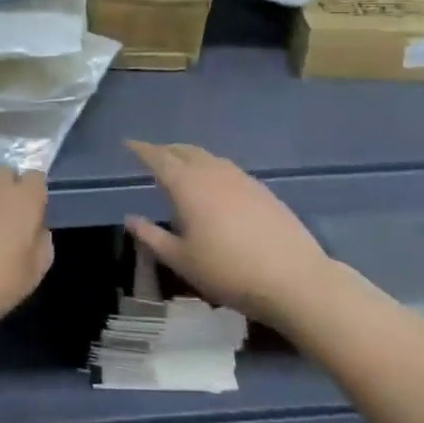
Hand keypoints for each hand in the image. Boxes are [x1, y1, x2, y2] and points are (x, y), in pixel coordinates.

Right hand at [125, 141, 331, 330]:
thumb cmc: (228, 271)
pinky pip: (227, 169)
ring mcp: (241, 178)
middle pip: (185, 151)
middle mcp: (213, 172)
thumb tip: (130, 218)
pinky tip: (214, 188)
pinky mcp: (262, 189)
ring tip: (181, 169)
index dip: (141, 149)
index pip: (159, 158)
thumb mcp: (182, 261)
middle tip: (152, 156)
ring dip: (190, 157)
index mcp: (188, 185)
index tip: (128, 143)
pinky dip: (211, 169)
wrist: (294, 279)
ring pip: (208, 157)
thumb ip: (152, 237)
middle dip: (166, 150)